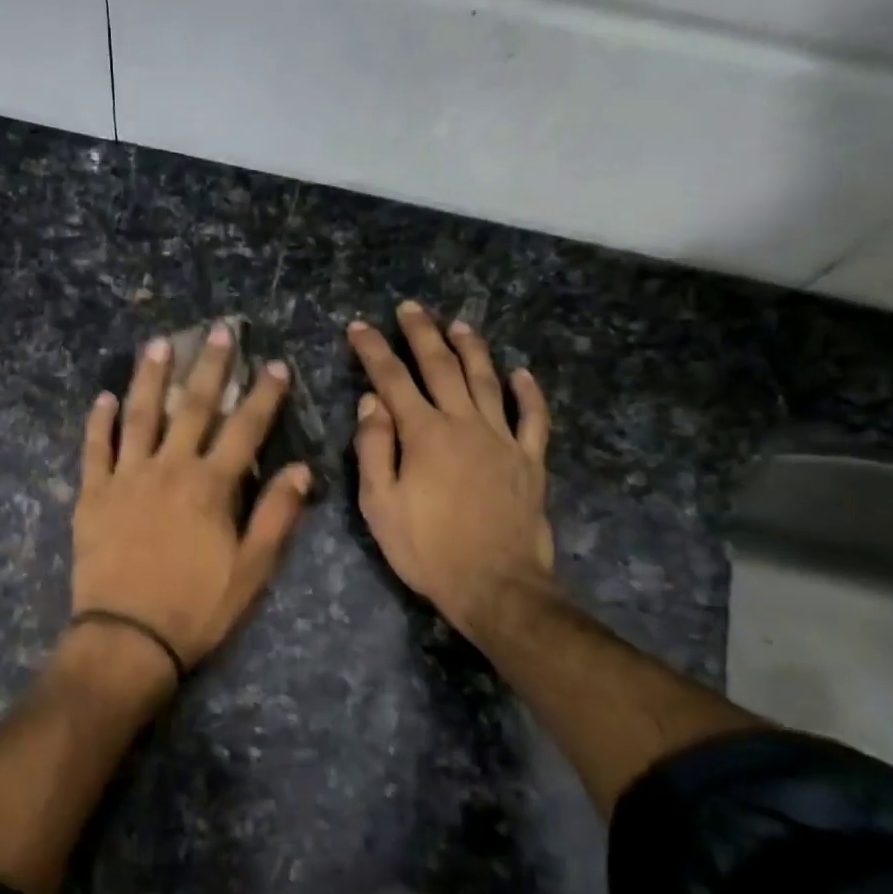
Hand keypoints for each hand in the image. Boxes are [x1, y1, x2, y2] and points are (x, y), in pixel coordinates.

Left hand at [72, 326, 311, 686]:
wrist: (127, 638)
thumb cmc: (196, 608)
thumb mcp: (251, 570)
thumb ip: (276, 516)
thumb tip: (303, 470)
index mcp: (211, 486)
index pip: (245, 429)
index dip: (264, 395)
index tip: (276, 365)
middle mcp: (169, 468)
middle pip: (193, 408)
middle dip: (210, 367)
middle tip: (219, 331)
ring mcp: (126, 477)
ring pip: (140, 416)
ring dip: (151, 377)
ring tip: (159, 344)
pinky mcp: (92, 495)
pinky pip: (95, 449)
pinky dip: (99, 422)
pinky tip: (104, 398)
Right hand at [349, 303, 554, 644]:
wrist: (495, 585)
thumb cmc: (427, 548)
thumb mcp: (380, 504)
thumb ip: (374, 448)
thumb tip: (371, 402)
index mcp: (424, 434)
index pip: (393, 380)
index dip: (374, 350)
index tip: (359, 326)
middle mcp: (464, 424)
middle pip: (442, 367)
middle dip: (422, 334)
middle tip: (411, 308)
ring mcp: (503, 439)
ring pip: (487, 381)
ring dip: (472, 349)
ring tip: (460, 324)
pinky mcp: (530, 460)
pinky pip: (533, 418)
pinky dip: (529, 393)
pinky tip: (523, 373)